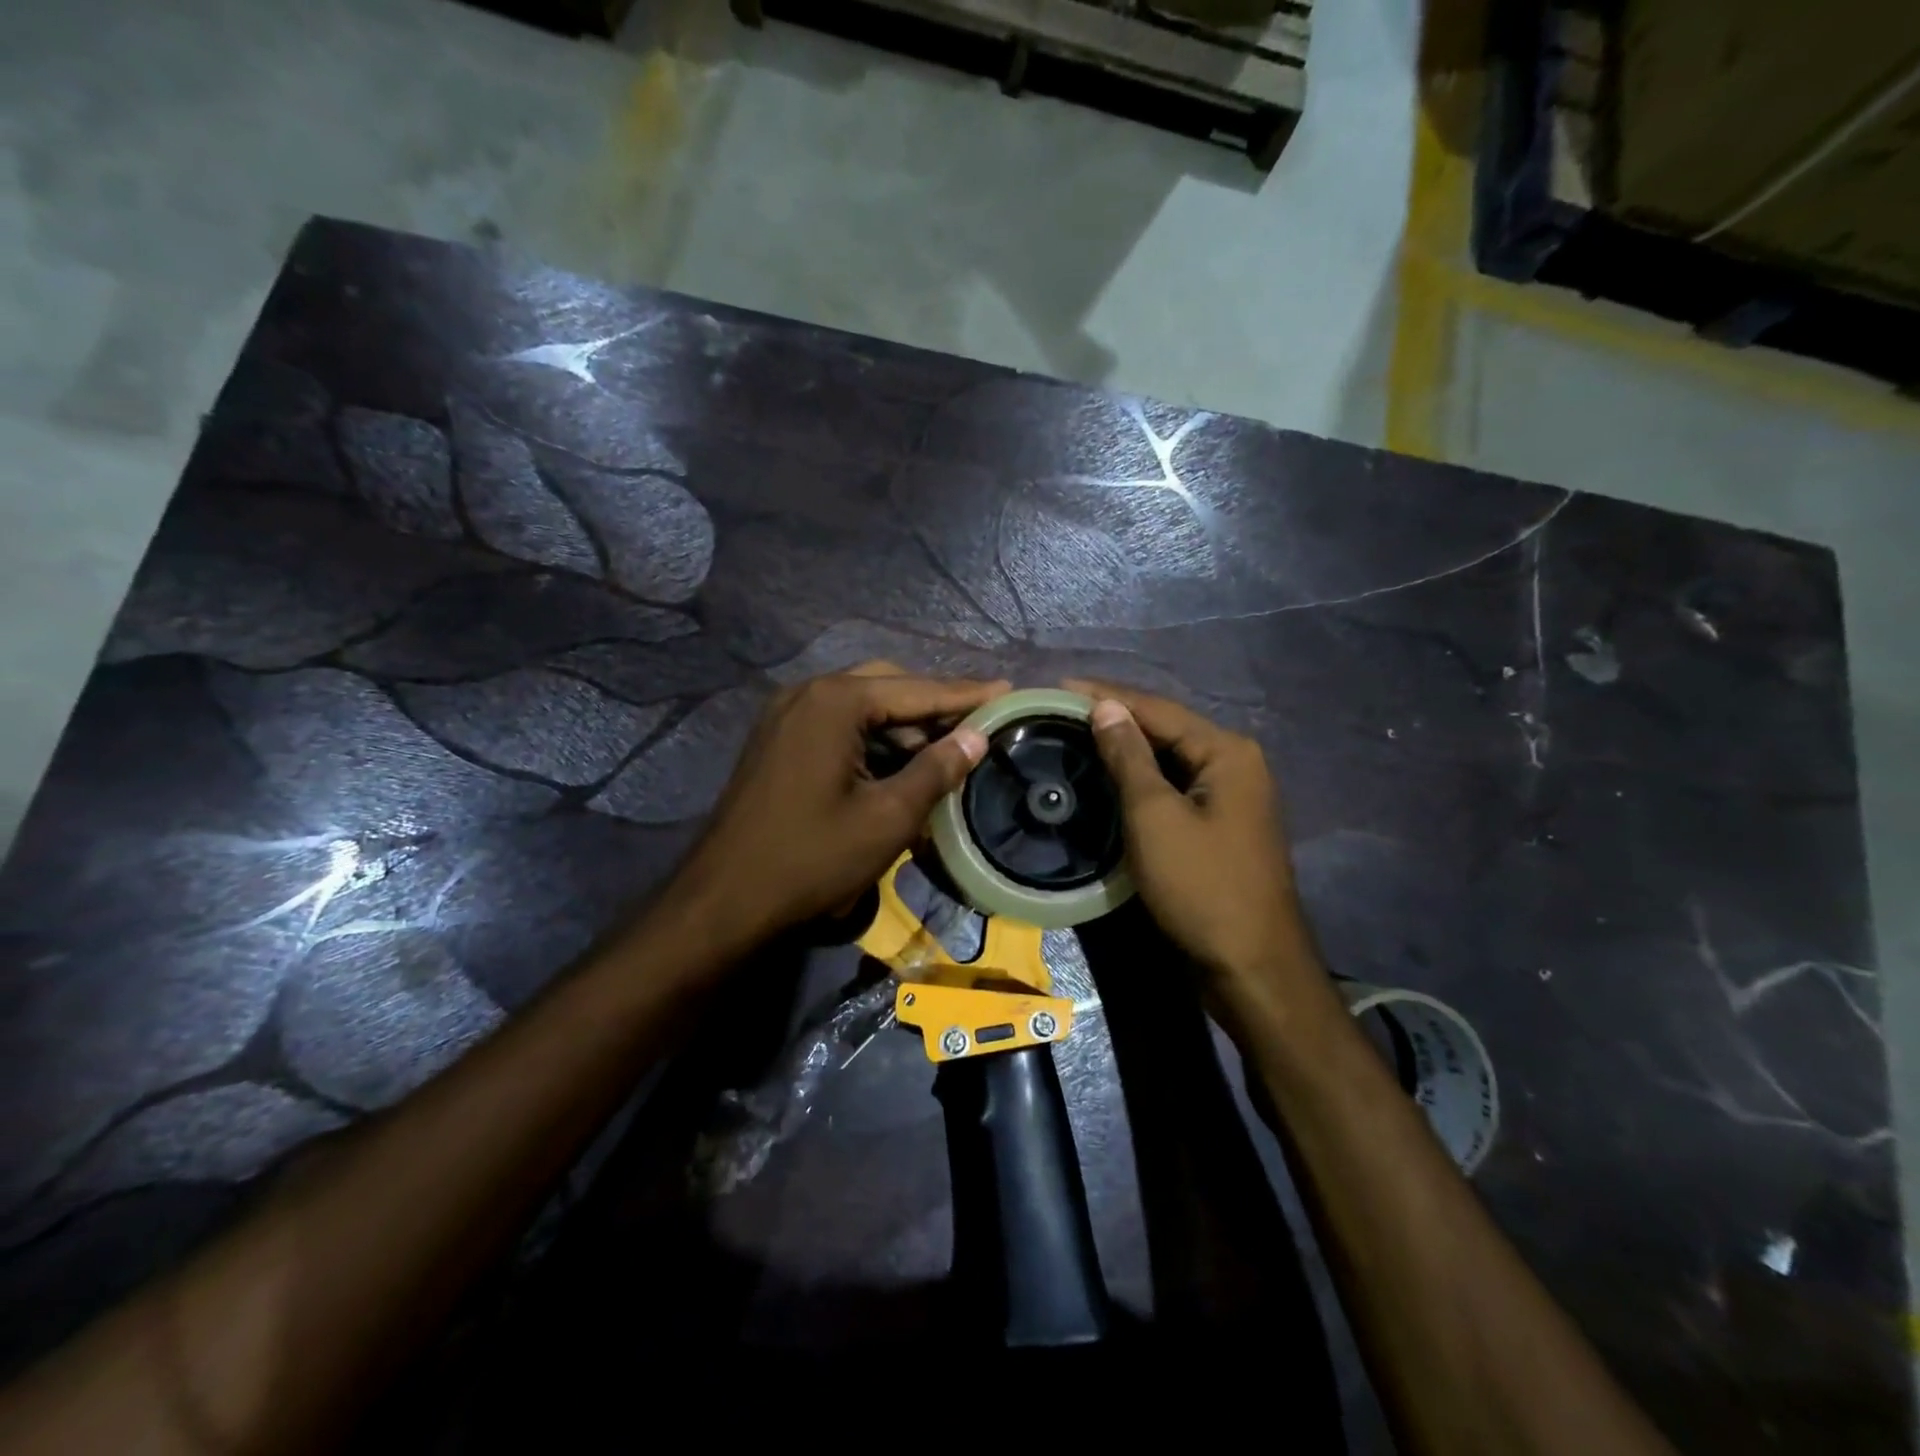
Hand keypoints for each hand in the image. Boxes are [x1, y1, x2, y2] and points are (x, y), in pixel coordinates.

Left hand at [668, 663, 1007, 948]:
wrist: (724, 901)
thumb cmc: (812, 859)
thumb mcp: (888, 818)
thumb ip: (936, 769)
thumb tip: (976, 737)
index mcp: (834, 702)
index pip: (916, 689)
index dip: (966, 695)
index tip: (1009, 689)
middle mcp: (806, 694)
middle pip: (887, 686)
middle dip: (933, 706)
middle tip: (978, 726)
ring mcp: (785, 716)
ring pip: (860, 706)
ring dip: (903, 725)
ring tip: (946, 749)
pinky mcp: (777, 742)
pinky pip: (837, 725)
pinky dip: (872, 739)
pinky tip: (897, 764)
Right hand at [1065, 679, 1327, 1014]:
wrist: (1251, 966)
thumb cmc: (1201, 886)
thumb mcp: (1155, 816)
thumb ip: (1129, 756)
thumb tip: (1105, 706)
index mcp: (1226, 751)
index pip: (1156, 709)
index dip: (1105, 695)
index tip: (1057, 686)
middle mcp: (1235, 763)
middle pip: (1165, 729)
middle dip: (1114, 717)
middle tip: (1060, 711)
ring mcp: (1230, 796)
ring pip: (1168, 759)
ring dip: (1126, 748)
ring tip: (1075, 735)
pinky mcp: (1219, 825)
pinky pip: (1174, 787)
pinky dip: (1140, 778)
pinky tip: (1110, 776)